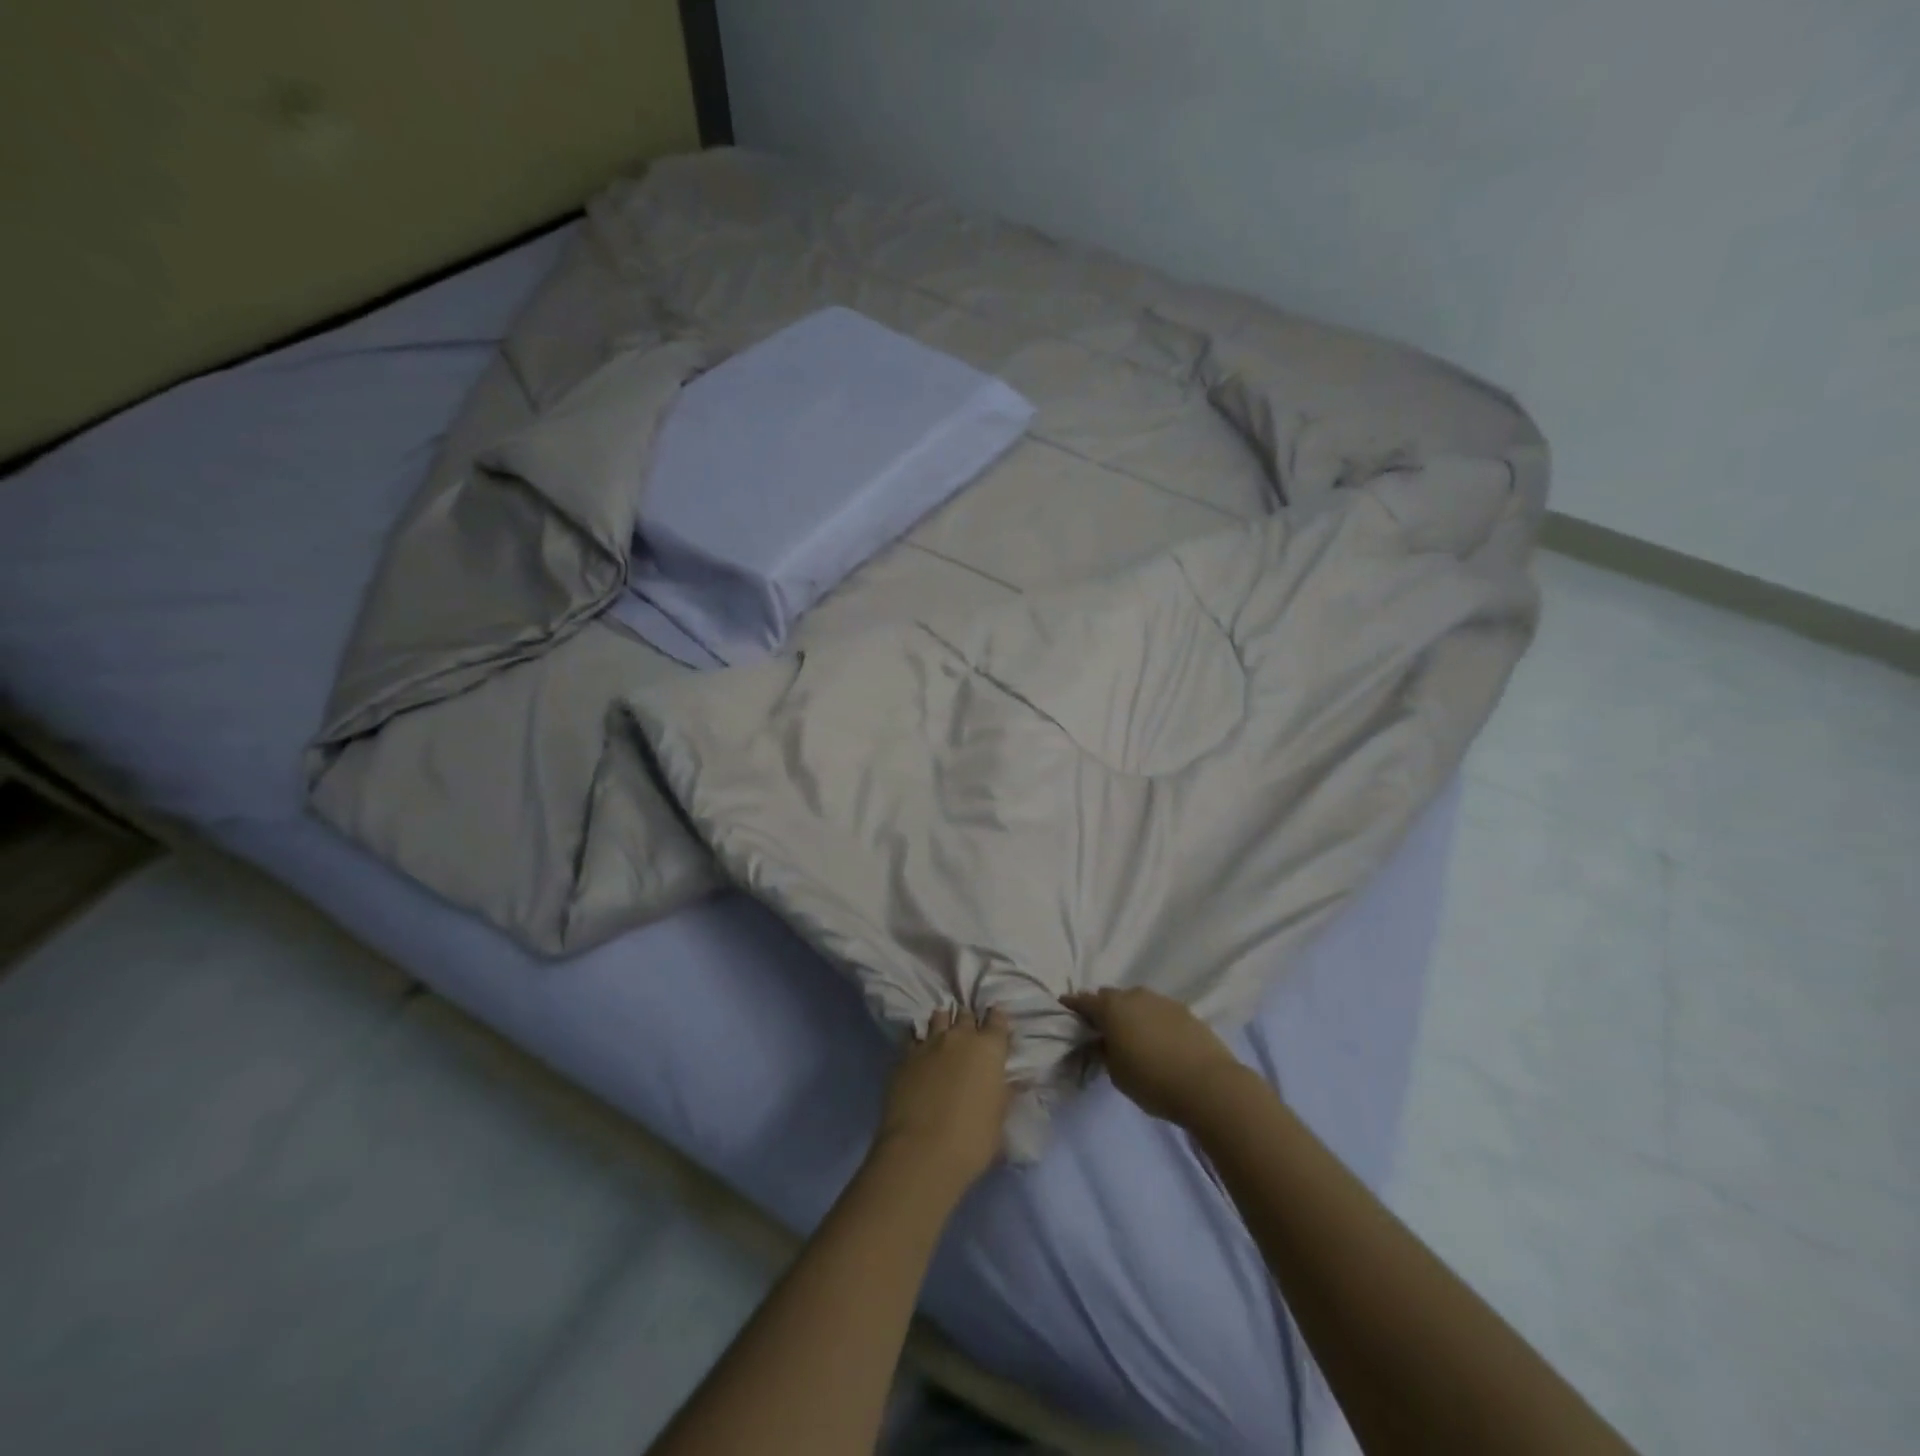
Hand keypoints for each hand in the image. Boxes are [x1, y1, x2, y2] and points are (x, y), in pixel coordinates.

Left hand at [874, 1007, 1014, 1193]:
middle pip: (966, 1014)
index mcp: (989, 1049)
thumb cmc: (971, 1139)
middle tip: (969, 1032)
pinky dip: (919, 1040)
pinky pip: (913, 1038)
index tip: (996, 1023)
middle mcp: (959, 1037)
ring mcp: (929, 1044)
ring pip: (938, 1018)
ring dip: (943, 1022)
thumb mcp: (998, 1118)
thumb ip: (1003, 1092)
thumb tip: (1010, 1081)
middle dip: (969, 1020)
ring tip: (943, 1033)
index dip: (997, 1019)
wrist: (921, 1152)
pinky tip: (919, 1050)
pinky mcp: (904, 1057)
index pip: (997, 1020)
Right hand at [1061, 987, 1245, 1127]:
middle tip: (1100, 1028)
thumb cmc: (1153, 1081)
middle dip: (1103, 1008)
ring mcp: (1162, 1000)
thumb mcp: (1116, 1073)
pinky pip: (1158, 1011)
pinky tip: (1157, 1039)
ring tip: (1131, 1034)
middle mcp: (1135, 996)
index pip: (1084, 1001)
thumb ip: (1104, 1052)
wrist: (1209, 1085)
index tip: (1065, 1009)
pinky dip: (1152, 1020)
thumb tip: (1102, 1041)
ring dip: (1130, 1013)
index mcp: (1111, 1008)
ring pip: (1137, 1001)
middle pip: (1111, 997)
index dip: (1073, 1005)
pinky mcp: (1185, 1011)